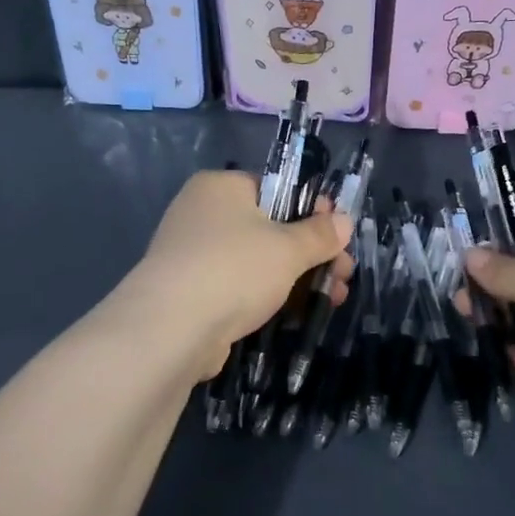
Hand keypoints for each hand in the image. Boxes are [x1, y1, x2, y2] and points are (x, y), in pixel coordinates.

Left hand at [120, 170, 353, 378]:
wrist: (170, 328)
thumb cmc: (234, 269)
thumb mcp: (288, 248)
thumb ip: (319, 235)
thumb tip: (343, 221)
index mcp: (220, 187)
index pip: (275, 188)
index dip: (312, 210)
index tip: (339, 236)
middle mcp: (201, 213)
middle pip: (269, 226)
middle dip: (312, 252)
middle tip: (344, 275)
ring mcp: (192, 254)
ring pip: (256, 260)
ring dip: (297, 277)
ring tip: (334, 299)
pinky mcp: (190, 292)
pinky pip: (238, 286)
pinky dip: (267, 297)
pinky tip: (298, 314)